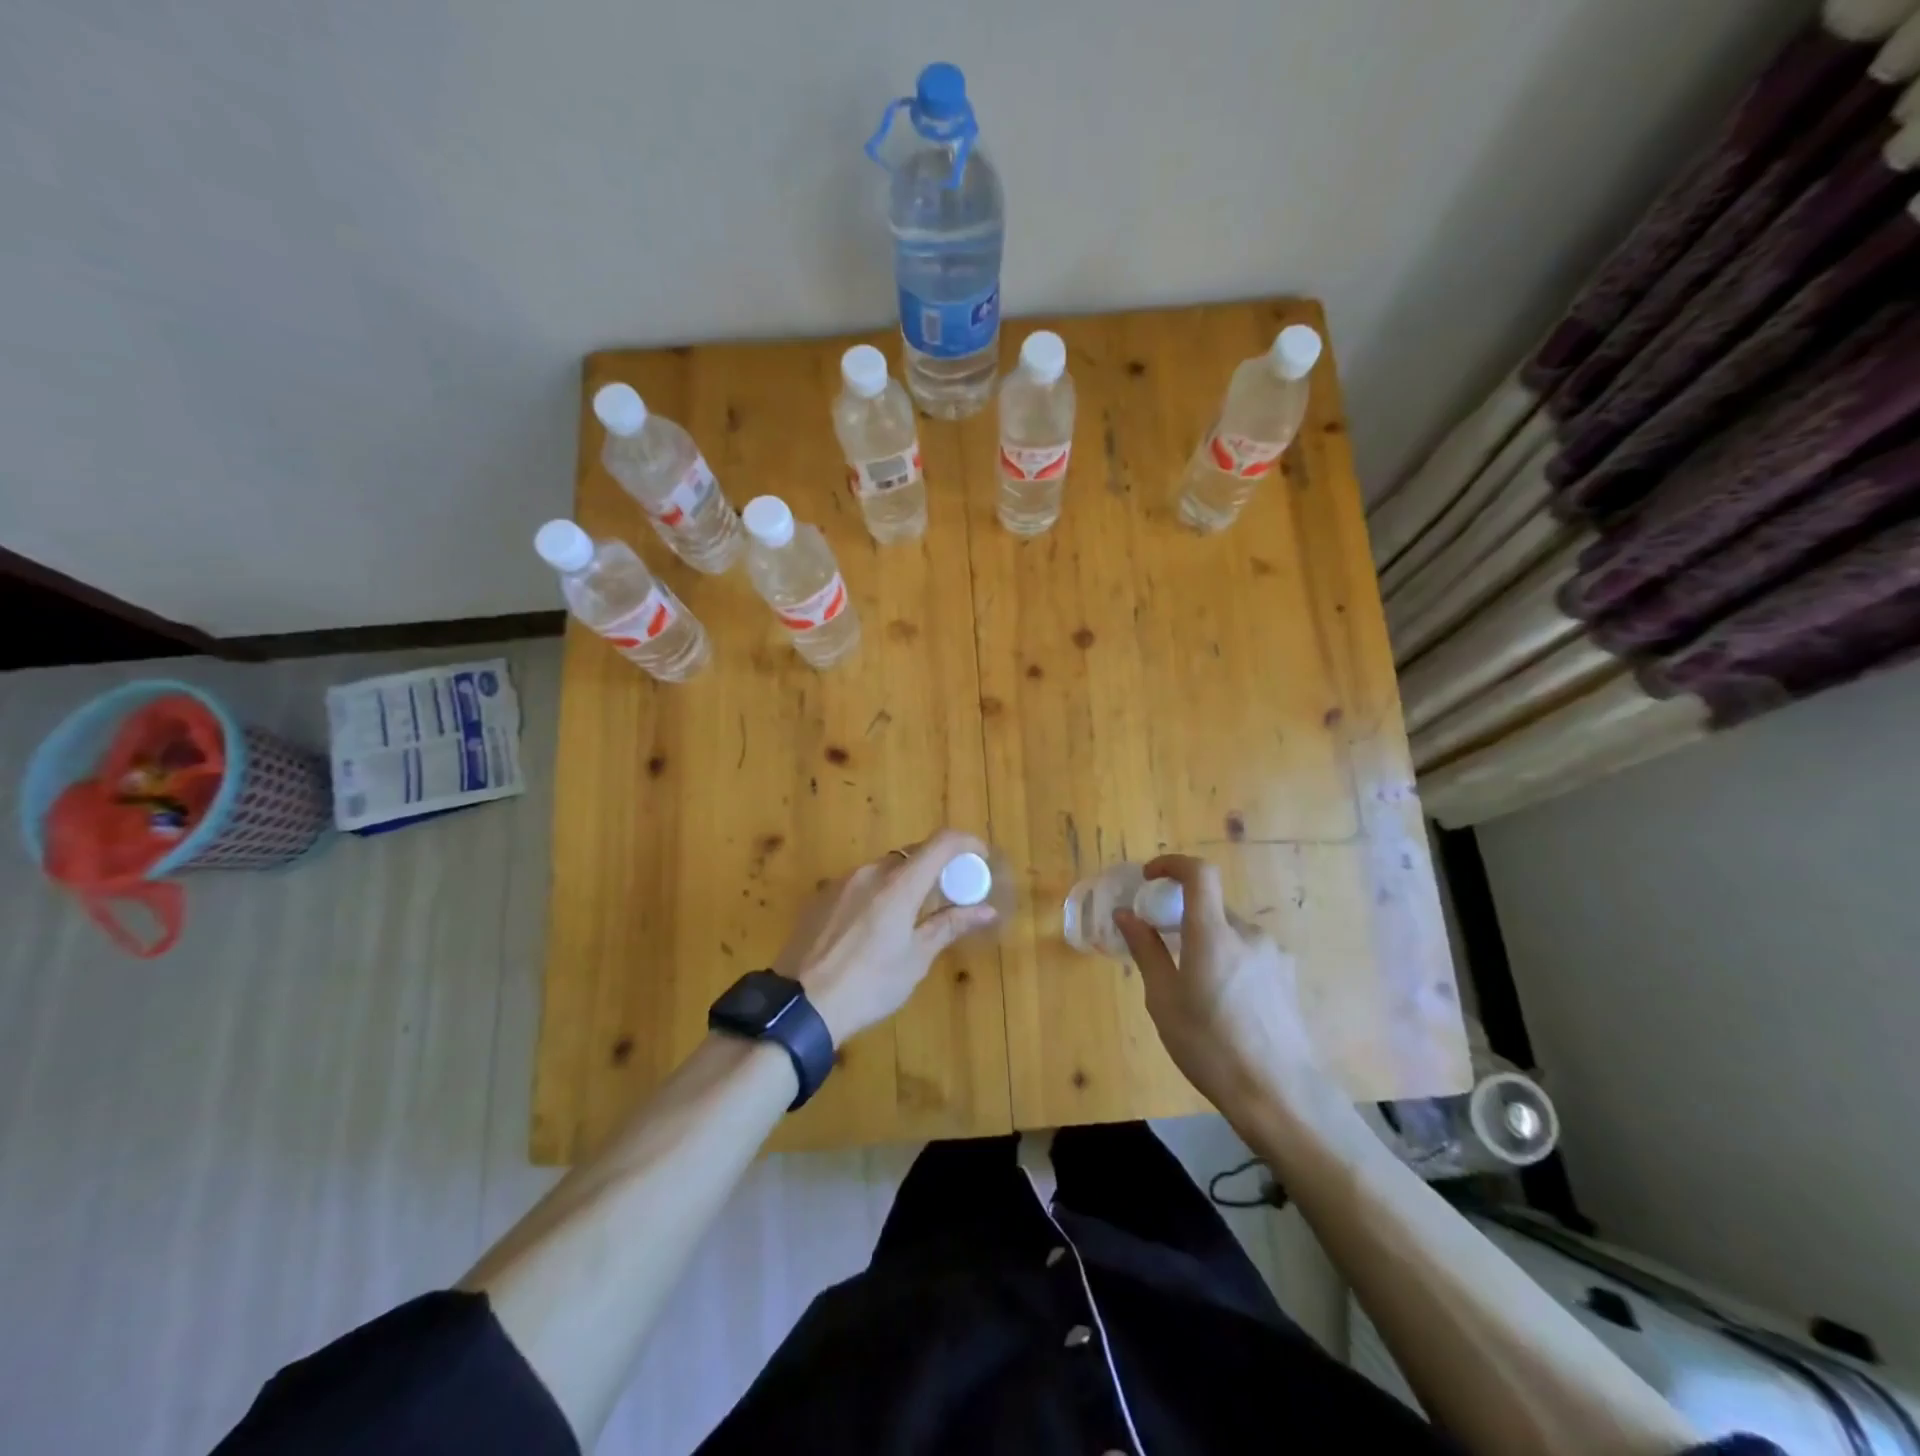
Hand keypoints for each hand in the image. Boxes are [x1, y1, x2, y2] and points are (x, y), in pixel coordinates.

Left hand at [772, 830, 996, 1046]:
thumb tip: (986, 910)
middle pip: (912, 854)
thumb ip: (949, 926)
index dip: (966, 843)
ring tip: (912, 917)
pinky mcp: (821, 897)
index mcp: (899, 884)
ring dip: (906, 881)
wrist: (800, 1005)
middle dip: (937, 867)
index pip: (941, 843)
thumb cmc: (868, 985)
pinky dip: (879, 893)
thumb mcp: (915, 959)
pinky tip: (875, 928)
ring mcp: (842, 882)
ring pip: (885, 869)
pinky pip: (860, 883)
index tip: (980, 859)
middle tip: (951, 895)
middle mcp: (870, 872)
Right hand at [1114, 854, 1322, 1124]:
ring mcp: (1274, 956)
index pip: (1199, 874)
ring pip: (1230, 934)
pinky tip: (1225, 1006)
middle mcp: (1249, 934)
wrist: (1280, 1096)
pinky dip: (1229, 961)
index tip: (1150, 879)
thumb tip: (1127, 915)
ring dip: (1208, 944)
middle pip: (1211, 908)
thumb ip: (1146, 950)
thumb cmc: (1209, 1047)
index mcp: (1214, 934)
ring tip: (1195, 991)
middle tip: (1164, 952)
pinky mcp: (1288, 978)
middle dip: (1184, 919)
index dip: (1172, 864)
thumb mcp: (1164, 1000)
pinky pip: (1249, 954)